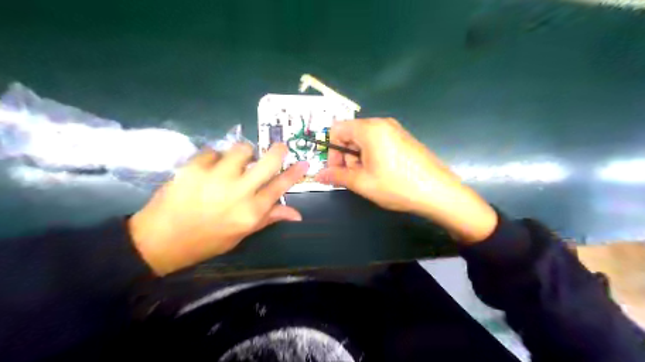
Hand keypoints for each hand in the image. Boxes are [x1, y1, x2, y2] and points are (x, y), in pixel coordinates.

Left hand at [128, 143, 309, 274]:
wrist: (160, 240)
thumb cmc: (207, 241)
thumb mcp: (242, 234)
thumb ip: (269, 218)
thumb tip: (297, 214)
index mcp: (251, 212)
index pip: (280, 186)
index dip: (295, 173)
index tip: (304, 162)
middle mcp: (238, 192)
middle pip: (267, 161)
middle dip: (278, 151)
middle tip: (279, 147)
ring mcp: (216, 177)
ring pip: (242, 149)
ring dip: (243, 154)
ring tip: (235, 164)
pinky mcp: (194, 167)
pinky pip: (214, 152)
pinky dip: (216, 158)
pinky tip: (210, 170)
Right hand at [316, 117, 497, 242]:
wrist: (438, 192)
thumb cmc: (397, 186)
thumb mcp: (362, 183)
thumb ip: (337, 176)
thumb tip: (318, 175)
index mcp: (370, 129)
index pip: (337, 129)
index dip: (331, 150)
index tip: (336, 170)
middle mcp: (382, 123)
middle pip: (350, 134)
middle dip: (345, 156)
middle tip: (353, 177)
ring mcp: (395, 130)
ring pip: (364, 140)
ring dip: (358, 158)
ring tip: (368, 178)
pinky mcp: (403, 139)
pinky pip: (378, 142)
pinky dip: (372, 156)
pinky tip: (381, 174)